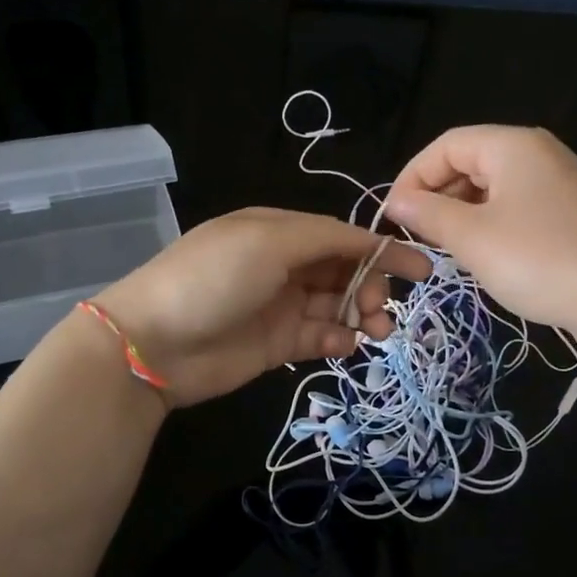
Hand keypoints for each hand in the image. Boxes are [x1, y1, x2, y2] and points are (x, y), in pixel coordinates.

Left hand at [89, 208, 429, 407]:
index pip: (340, 236)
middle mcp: (282, 265)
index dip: (381, 250)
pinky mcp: (276, 344)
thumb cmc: (212, 280)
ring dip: (363, 315)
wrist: (154, 344)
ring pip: (337, 305)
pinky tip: (347, 345)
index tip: (421, 269)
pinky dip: (339, 339)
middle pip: (343, 271)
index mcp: (278, 231)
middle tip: (381, 310)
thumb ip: (324, 238)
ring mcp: (280, 306)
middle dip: (372, 286)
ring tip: (378, 331)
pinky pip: (320, 336)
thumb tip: (369, 241)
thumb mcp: (268, 242)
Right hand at [381, 126, 576, 335]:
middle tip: (418, 234)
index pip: (446, 145)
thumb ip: (429, 214)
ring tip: (446, 248)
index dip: (413, 176)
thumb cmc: (538, 260)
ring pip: (493, 187)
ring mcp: (558, 182)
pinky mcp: (570, 212)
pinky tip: (484, 255)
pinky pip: (516, 206)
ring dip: (462, 212)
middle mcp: (537, 153)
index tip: (394, 216)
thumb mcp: (472, 238)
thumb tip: (397, 202)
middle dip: (437, 195)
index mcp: (512, 145)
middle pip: (470, 161)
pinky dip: (490, 223)